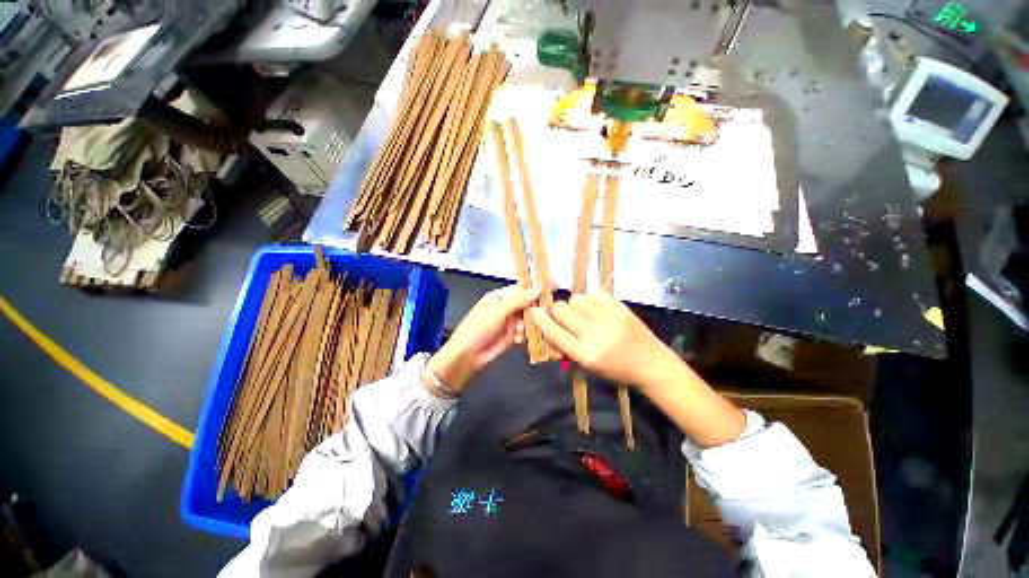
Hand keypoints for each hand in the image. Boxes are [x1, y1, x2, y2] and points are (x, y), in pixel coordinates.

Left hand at [427, 285, 540, 393]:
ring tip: (522, 331)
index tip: (552, 287)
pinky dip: (525, 334)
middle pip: (528, 304)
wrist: (467, 356)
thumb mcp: (497, 311)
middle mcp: (507, 307)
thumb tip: (537, 290)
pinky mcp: (513, 335)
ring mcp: (510, 321)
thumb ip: (518, 300)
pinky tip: (519, 339)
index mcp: (500, 296)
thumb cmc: (478, 328)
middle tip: (543, 314)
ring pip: (529, 318)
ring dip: (529, 324)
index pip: (522, 288)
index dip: (536, 288)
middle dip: (534, 309)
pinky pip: (526, 331)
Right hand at [530, 291, 679, 390]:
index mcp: (585, 354)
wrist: (652, 365)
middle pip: (563, 310)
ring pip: (578, 298)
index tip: (534, 311)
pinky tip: (594, 306)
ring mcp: (609, 318)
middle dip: (556, 309)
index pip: (555, 332)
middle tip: (559, 312)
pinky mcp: (621, 307)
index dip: (541, 320)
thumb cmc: (617, 370)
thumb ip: (568, 347)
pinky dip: (591, 298)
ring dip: (574, 303)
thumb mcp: (589, 366)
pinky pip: (596, 293)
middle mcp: (595, 335)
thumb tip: (549, 327)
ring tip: (580, 310)